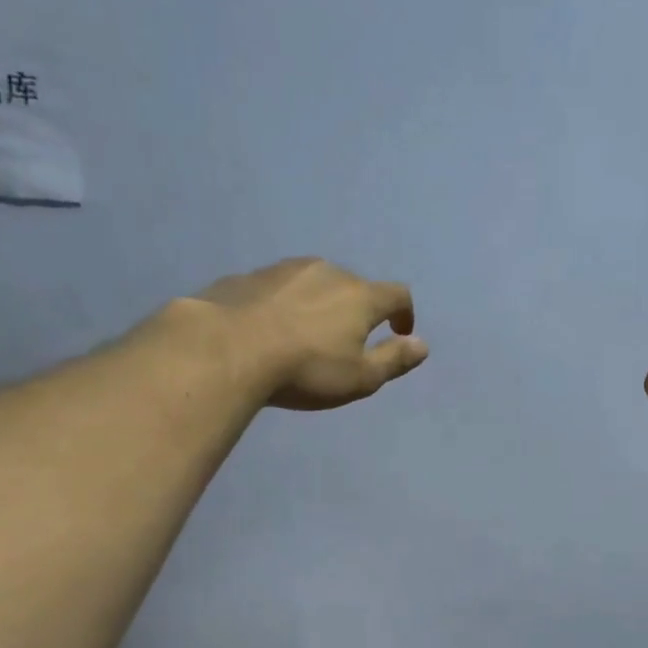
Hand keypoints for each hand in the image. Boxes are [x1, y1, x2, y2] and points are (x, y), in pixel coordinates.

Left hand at [193, 258, 426, 409]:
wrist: (225, 350)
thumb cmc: (305, 369)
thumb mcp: (360, 378)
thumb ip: (394, 360)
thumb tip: (422, 345)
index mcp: (360, 295)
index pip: (397, 294)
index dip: (404, 313)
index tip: (399, 332)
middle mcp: (327, 272)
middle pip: (354, 286)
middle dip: (358, 309)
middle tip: (348, 339)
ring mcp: (284, 269)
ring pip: (314, 283)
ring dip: (320, 303)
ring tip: (307, 333)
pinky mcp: (249, 276)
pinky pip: (279, 289)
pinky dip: (285, 304)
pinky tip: (271, 329)